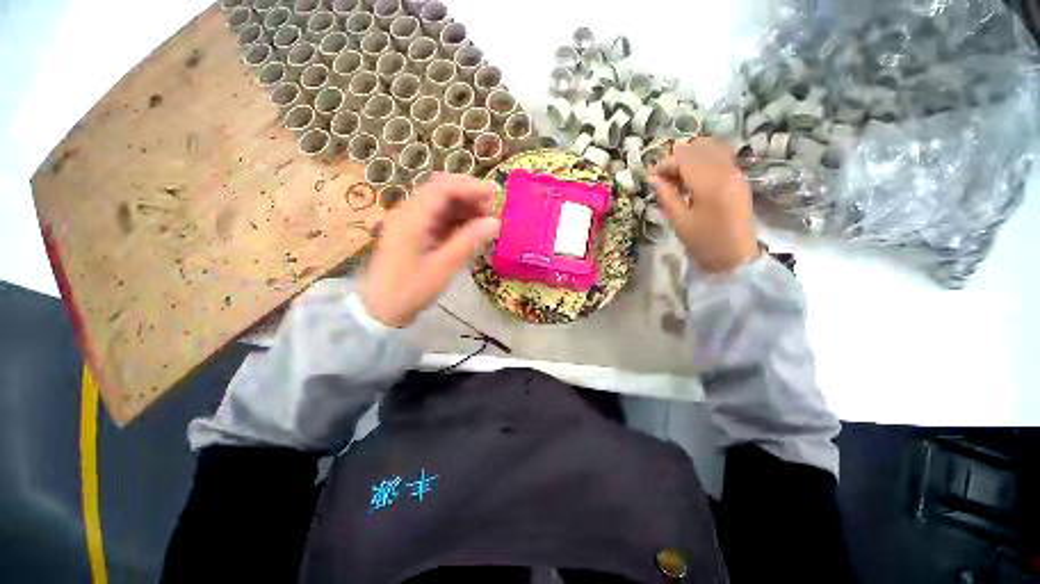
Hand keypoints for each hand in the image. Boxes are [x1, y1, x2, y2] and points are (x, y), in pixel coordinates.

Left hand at [361, 174, 499, 327]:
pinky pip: (437, 217)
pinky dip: (456, 219)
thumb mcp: (443, 267)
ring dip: (463, 206)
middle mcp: (408, 213)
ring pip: (440, 203)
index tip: (495, 194)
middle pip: (440, 190)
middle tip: (492, 207)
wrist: (382, 309)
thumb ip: (468, 241)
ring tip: (485, 219)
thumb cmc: (411, 290)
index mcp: (411, 218)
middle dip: (468, 194)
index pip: (442, 188)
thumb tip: (495, 222)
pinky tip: (470, 229)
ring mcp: (409, 222)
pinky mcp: (413, 231)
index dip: (470, 187)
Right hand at [648, 138, 759, 272]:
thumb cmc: (704, 242)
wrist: (736, 257)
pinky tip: (692, 181)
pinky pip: (719, 157)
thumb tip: (653, 178)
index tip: (650, 177)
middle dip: (676, 158)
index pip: (684, 157)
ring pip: (711, 148)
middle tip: (663, 178)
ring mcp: (736, 172)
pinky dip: (702, 162)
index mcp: (710, 183)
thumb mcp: (679, 222)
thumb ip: (666, 196)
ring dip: (690, 158)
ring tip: (677, 178)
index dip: (664, 163)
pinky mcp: (739, 178)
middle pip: (698, 147)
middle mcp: (726, 170)